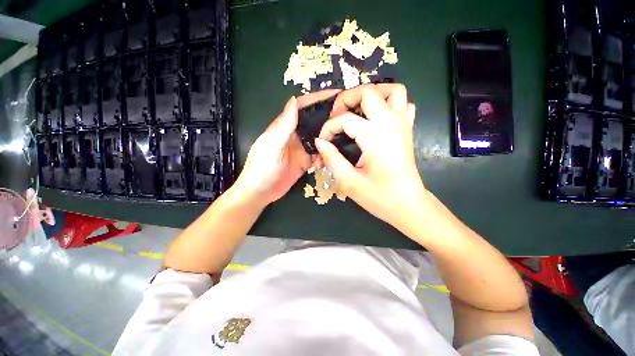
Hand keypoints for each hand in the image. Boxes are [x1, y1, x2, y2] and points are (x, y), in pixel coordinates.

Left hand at [235, 90, 341, 204]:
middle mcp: (294, 135)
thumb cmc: (261, 167)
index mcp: (285, 127)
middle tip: (346, 118)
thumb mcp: (272, 145)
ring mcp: (301, 149)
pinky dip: (324, 156)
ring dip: (328, 139)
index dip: (317, 98)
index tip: (336, 94)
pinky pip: (319, 155)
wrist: (260, 192)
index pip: (302, 107)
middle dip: (328, 118)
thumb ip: (283, 125)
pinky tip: (327, 160)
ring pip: (319, 138)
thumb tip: (294, 100)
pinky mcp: (305, 162)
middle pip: (314, 122)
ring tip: (342, 139)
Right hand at [314, 84, 423, 227]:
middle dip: (346, 99)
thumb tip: (320, 141)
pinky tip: (377, 117)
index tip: (323, 142)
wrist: (409, 206)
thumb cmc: (379, 197)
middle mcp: (391, 124)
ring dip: (372, 94)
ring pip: (392, 91)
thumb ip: (332, 159)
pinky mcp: (408, 130)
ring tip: (357, 109)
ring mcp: (403, 125)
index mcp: (376, 137)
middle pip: (368, 92)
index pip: (345, 119)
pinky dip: (389, 103)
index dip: (329, 128)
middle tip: (336, 117)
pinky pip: (403, 105)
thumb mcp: (349, 182)